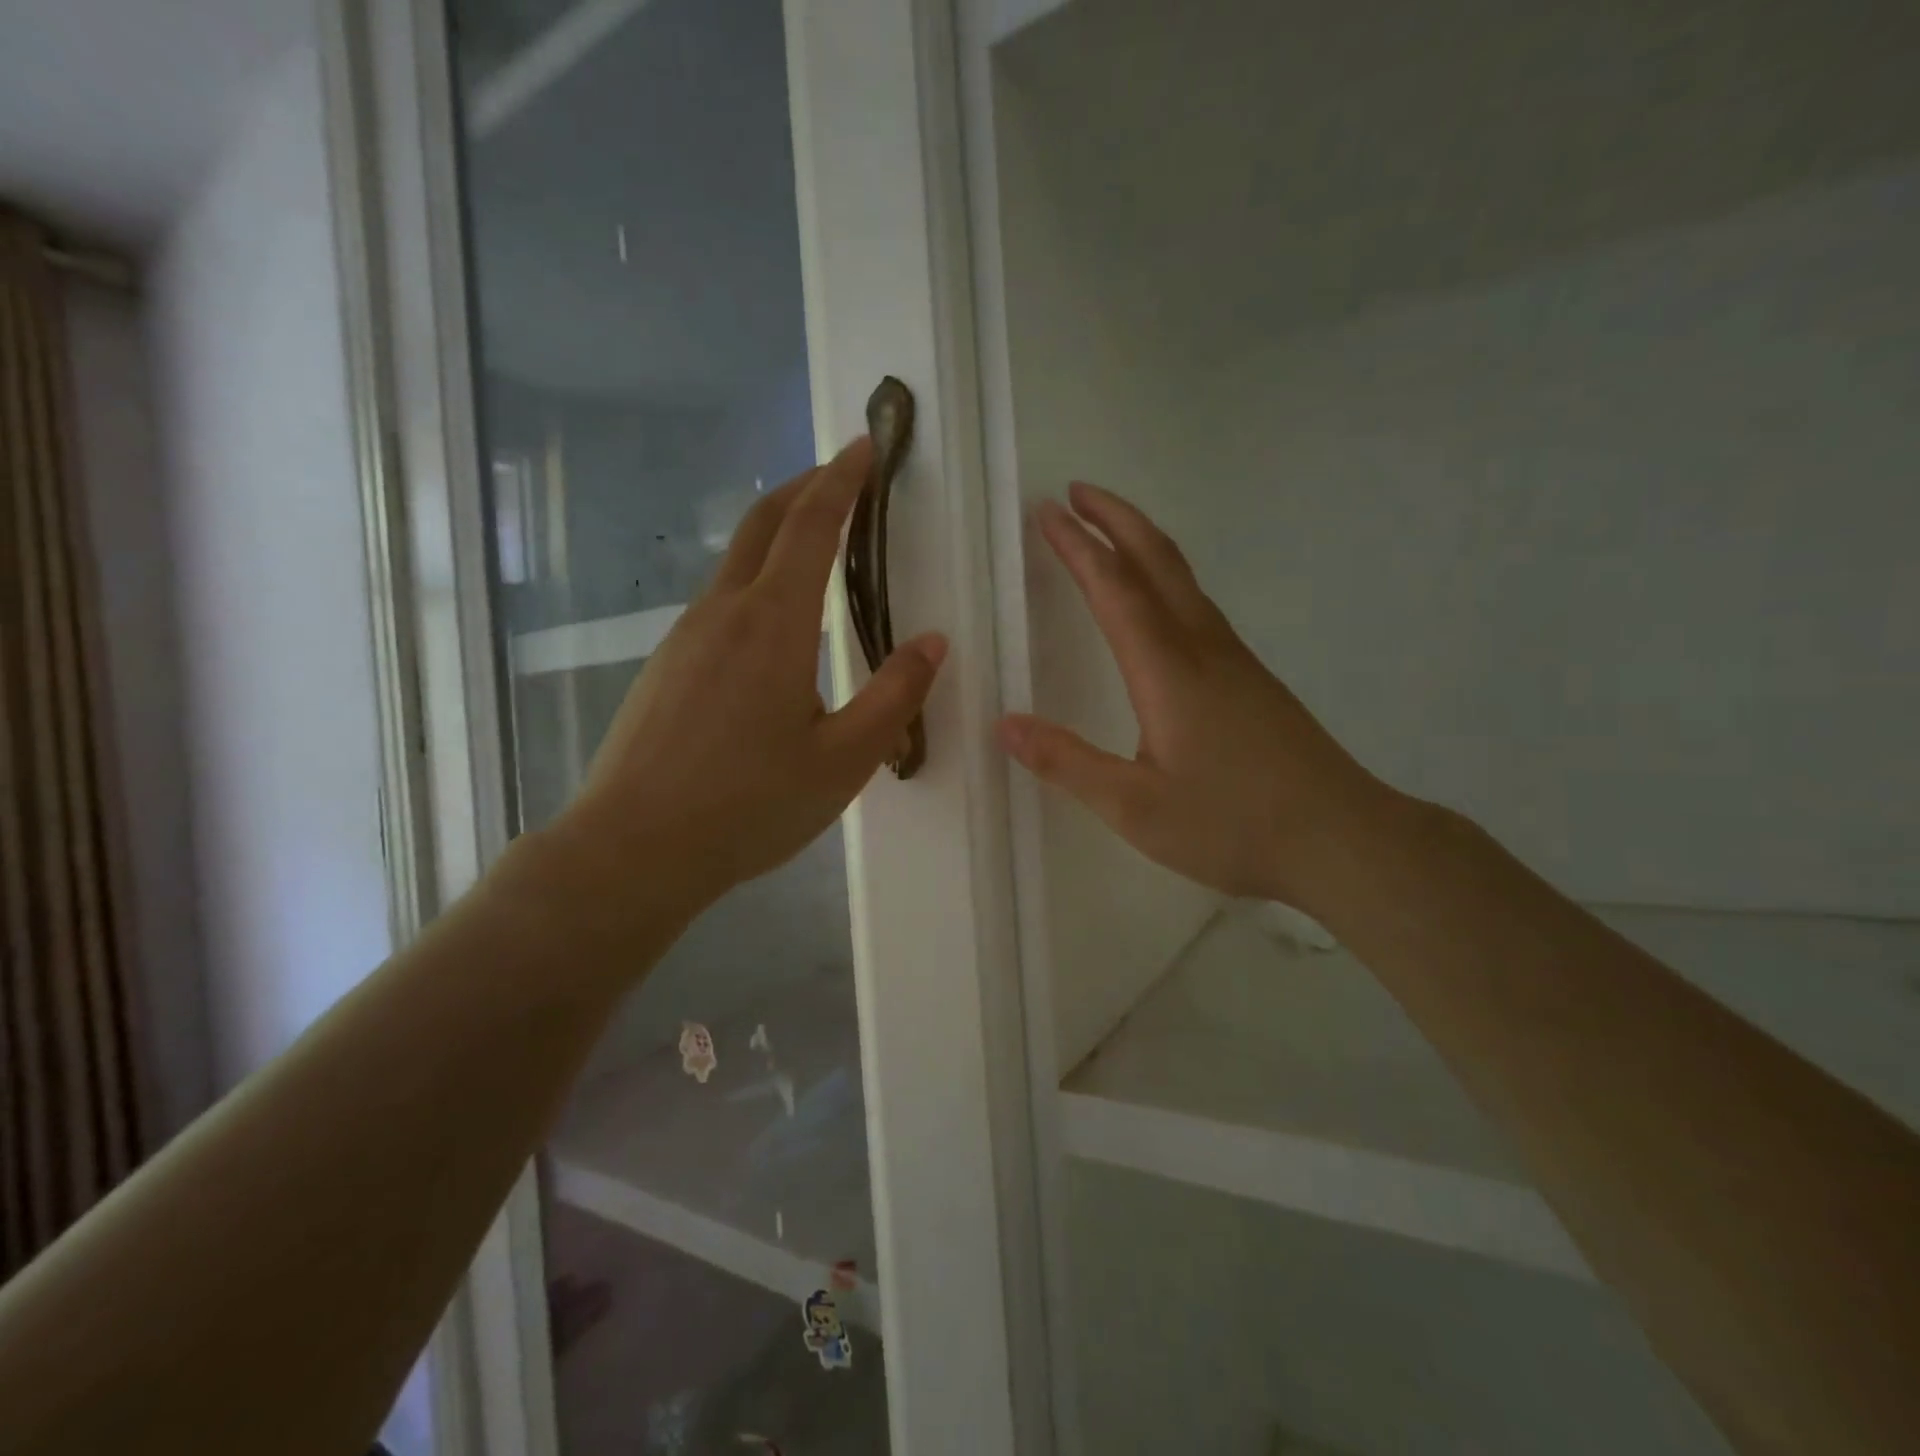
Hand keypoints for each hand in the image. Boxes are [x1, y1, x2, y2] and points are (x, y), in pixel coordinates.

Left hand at [550, 437, 946, 923]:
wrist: (633, 850)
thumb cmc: (749, 806)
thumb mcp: (844, 760)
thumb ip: (894, 696)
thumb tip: (932, 642)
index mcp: (774, 624)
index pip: (812, 525)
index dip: (841, 479)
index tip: (865, 446)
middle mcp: (723, 613)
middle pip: (764, 523)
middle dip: (805, 487)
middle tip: (843, 476)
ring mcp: (685, 638)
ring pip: (737, 563)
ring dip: (779, 536)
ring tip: (818, 548)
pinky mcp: (665, 666)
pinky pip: (718, 603)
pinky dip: (756, 582)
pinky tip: (773, 627)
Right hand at [997, 482, 1394, 909]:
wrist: (1341, 837)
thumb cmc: (1232, 824)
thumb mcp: (1135, 807)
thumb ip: (1067, 763)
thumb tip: (1005, 725)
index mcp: (1166, 669)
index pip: (1113, 588)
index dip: (1076, 546)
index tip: (1045, 512)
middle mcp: (1202, 647)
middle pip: (1157, 559)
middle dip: (1114, 518)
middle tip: (1075, 493)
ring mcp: (1234, 659)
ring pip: (1183, 577)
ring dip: (1141, 542)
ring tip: (1107, 531)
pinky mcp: (1251, 677)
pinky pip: (1198, 604)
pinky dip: (1165, 576)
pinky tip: (1158, 601)